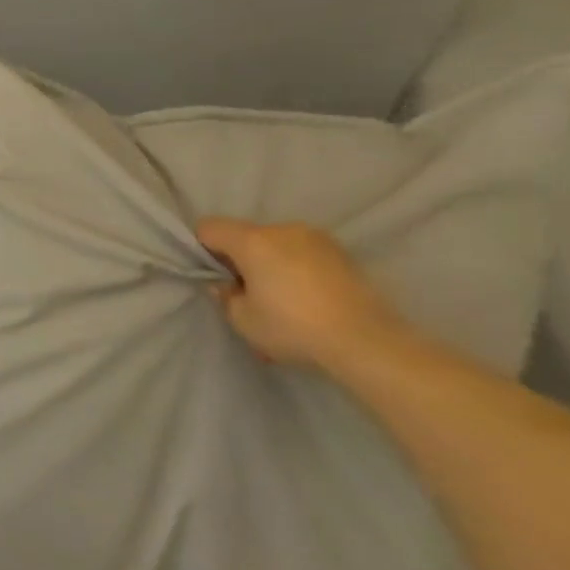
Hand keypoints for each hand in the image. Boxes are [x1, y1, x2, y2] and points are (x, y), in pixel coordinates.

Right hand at [195, 218, 405, 370]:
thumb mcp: (242, 320)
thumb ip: (225, 296)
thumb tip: (227, 284)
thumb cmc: (293, 328)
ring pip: (278, 246)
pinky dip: (298, 272)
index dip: (202, 249)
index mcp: (253, 241)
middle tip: (249, 295)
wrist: (367, 342)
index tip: (215, 277)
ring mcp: (318, 239)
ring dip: (271, 265)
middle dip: (241, 260)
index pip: (209, 227)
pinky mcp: (343, 255)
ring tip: (283, 302)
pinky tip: (308, 303)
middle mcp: (284, 229)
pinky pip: (305, 256)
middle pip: (246, 236)